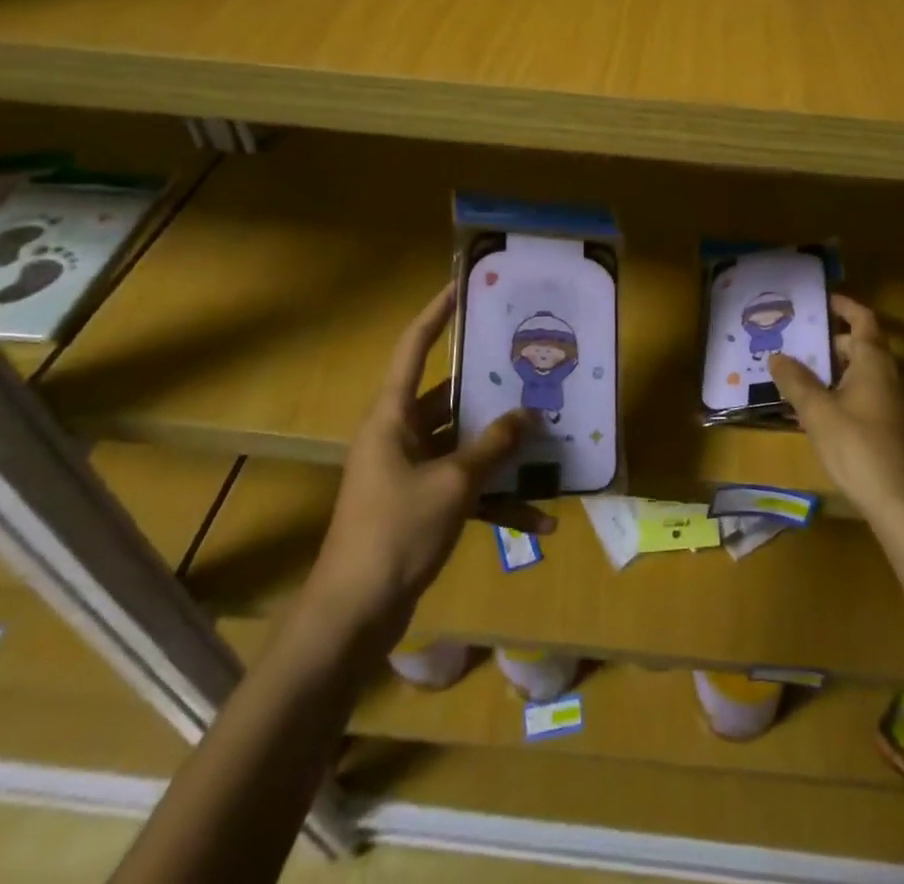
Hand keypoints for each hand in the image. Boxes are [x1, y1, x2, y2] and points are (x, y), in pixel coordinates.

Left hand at [308, 283, 552, 637]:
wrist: (354, 617)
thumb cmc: (395, 532)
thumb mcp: (453, 484)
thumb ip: (494, 446)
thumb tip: (529, 416)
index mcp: (392, 417)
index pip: (414, 348)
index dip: (437, 313)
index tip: (463, 286)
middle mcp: (400, 435)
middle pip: (450, 397)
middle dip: (492, 387)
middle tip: (531, 363)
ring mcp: (411, 472)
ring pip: (465, 445)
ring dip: (503, 450)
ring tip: (549, 437)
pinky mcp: (423, 505)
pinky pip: (467, 489)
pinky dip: (498, 501)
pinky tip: (540, 520)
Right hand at [769, 294, 903, 518]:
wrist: (903, 503)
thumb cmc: (858, 447)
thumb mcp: (817, 412)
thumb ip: (796, 381)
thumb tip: (777, 355)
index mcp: (874, 362)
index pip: (863, 319)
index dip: (844, 306)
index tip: (822, 299)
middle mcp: (890, 376)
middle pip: (862, 347)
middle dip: (831, 342)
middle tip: (799, 344)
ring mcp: (897, 404)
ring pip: (864, 374)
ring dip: (836, 371)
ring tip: (802, 377)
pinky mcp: (896, 429)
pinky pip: (867, 397)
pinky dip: (845, 393)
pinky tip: (822, 414)